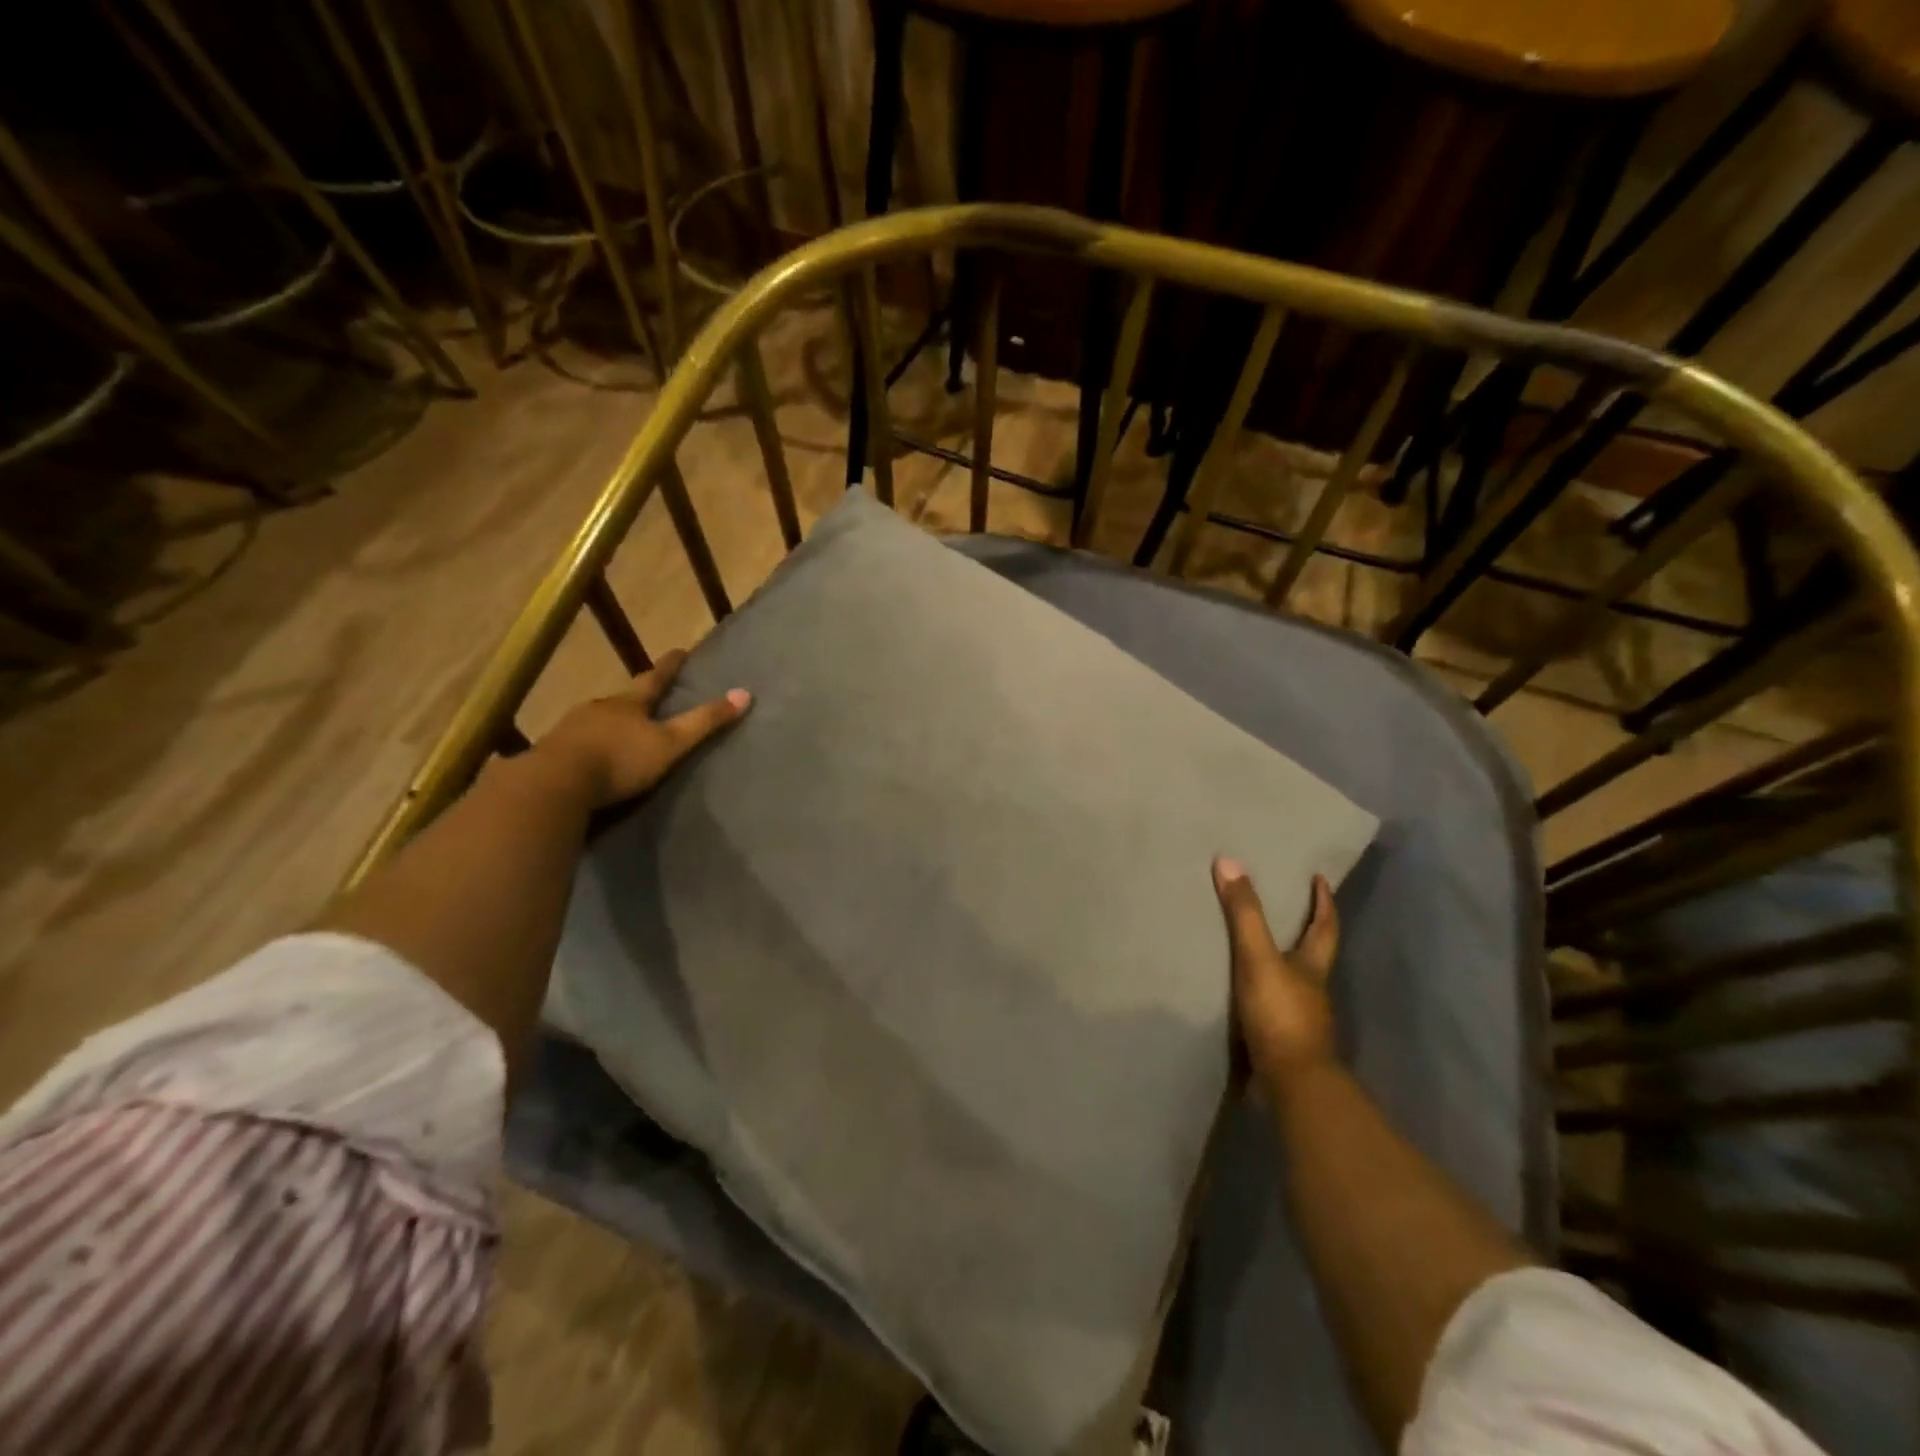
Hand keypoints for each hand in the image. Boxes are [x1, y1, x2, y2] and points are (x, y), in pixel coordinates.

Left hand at [533, 649, 749, 808]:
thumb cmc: (620, 760)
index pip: (655, 678)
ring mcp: (572, 728)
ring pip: (597, 720)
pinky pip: (577, 743)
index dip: (669, 666)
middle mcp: (599, 708)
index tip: (680, 651)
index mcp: (629, 704)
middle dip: (636, 699)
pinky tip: (591, 757)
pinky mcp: (553, 752)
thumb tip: (745, 694)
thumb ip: (704, 722)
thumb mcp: (670, 743)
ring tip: (620, 731)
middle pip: (623, 699)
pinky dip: (590, 746)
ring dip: (610, 723)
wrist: (556, 783)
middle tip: (647, 700)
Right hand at [1212, 858, 1339, 1087]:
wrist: (1291, 1083)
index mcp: (1313, 966)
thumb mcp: (1258, 957)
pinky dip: (1262, 991)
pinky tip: (1243, 990)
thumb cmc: (1281, 1014)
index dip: (1323, 902)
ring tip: (1255, 943)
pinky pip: (1272, 1004)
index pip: (1325, 926)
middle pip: (1313, 952)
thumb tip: (1229, 861)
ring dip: (1281, 961)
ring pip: (1293, 980)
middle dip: (1303, 929)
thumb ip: (1244, 914)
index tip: (1319, 879)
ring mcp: (1300, 1017)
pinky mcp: (1281, 1038)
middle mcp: (1312, 989)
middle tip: (1286, 905)